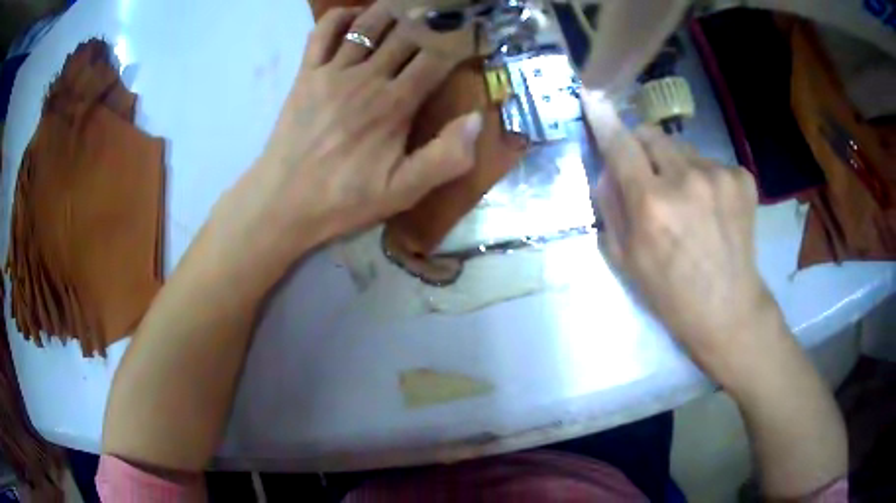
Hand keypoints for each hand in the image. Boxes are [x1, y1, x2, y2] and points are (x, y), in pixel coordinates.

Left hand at [211, 1, 481, 266]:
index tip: (473, 37)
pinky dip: (340, 16)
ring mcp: (333, 71)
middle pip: (406, 35)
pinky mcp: (307, 73)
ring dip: (392, 12)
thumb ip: (445, 158)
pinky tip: (354, 16)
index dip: (459, 43)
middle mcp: (366, 77)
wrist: (283, 201)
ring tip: (408, 10)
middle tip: (444, 16)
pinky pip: (323, 32)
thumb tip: (477, 119)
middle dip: (430, 22)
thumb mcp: (403, 192)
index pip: (436, 59)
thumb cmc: (344, 199)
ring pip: (369, 25)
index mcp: (394, 104)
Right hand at [584, 92, 782, 380]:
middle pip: (652, 134)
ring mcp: (718, 174)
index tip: (593, 98)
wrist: (729, 310)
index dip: (604, 120)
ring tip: (690, 202)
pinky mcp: (742, 177)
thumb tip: (608, 168)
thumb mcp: (626, 260)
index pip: (620, 145)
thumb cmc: (671, 294)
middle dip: (643, 148)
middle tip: (651, 178)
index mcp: (651, 204)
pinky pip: (711, 162)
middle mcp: (685, 179)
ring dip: (677, 165)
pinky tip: (713, 208)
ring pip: (683, 148)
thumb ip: (611, 207)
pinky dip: (705, 177)